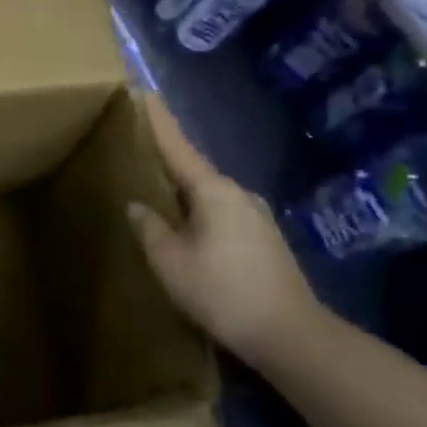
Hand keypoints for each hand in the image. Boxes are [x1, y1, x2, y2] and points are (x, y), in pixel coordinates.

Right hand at [125, 95, 321, 364]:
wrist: (290, 335)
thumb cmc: (222, 291)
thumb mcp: (170, 261)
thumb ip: (150, 228)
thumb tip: (139, 206)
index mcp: (214, 190)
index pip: (177, 146)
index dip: (157, 120)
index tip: (143, 91)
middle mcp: (238, 194)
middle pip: (193, 169)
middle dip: (165, 158)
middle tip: (136, 148)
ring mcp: (255, 217)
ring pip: (207, 194)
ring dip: (181, 190)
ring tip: (154, 191)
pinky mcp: (263, 240)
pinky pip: (219, 213)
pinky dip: (197, 211)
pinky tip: (184, 227)